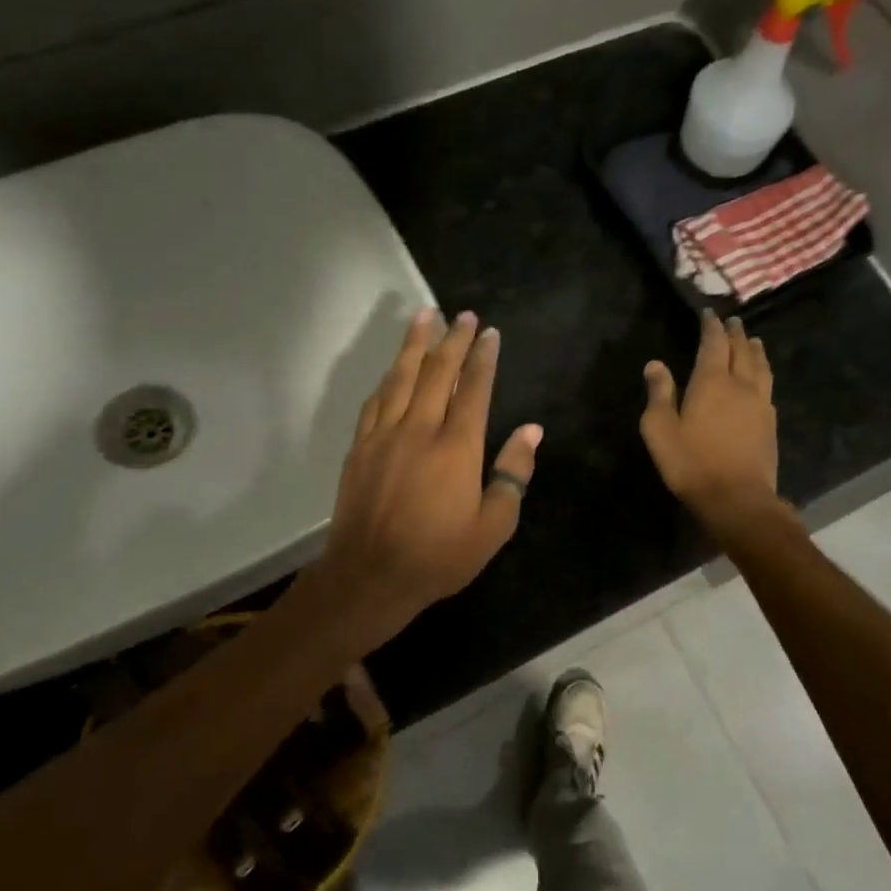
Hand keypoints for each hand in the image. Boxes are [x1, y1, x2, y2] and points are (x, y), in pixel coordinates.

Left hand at [311, 309, 541, 648]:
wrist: (370, 575)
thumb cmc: (439, 557)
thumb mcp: (492, 527)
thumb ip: (513, 475)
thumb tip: (531, 431)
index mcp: (457, 447)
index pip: (474, 389)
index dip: (483, 358)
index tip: (490, 333)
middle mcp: (419, 430)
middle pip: (437, 372)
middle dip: (452, 339)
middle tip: (462, 315)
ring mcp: (384, 436)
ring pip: (401, 377)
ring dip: (415, 344)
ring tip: (424, 316)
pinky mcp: (359, 448)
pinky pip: (375, 402)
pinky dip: (387, 379)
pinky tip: (393, 369)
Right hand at [640, 310, 781, 529]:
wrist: (736, 497)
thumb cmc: (691, 463)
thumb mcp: (660, 429)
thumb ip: (659, 394)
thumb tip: (655, 364)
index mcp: (712, 382)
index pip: (713, 344)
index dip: (711, 327)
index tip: (709, 314)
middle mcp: (741, 385)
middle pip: (741, 350)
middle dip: (735, 334)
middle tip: (733, 321)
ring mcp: (760, 404)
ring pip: (761, 367)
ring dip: (755, 350)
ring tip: (753, 341)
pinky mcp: (770, 424)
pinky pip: (768, 387)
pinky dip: (763, 374)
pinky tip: (762, 380)